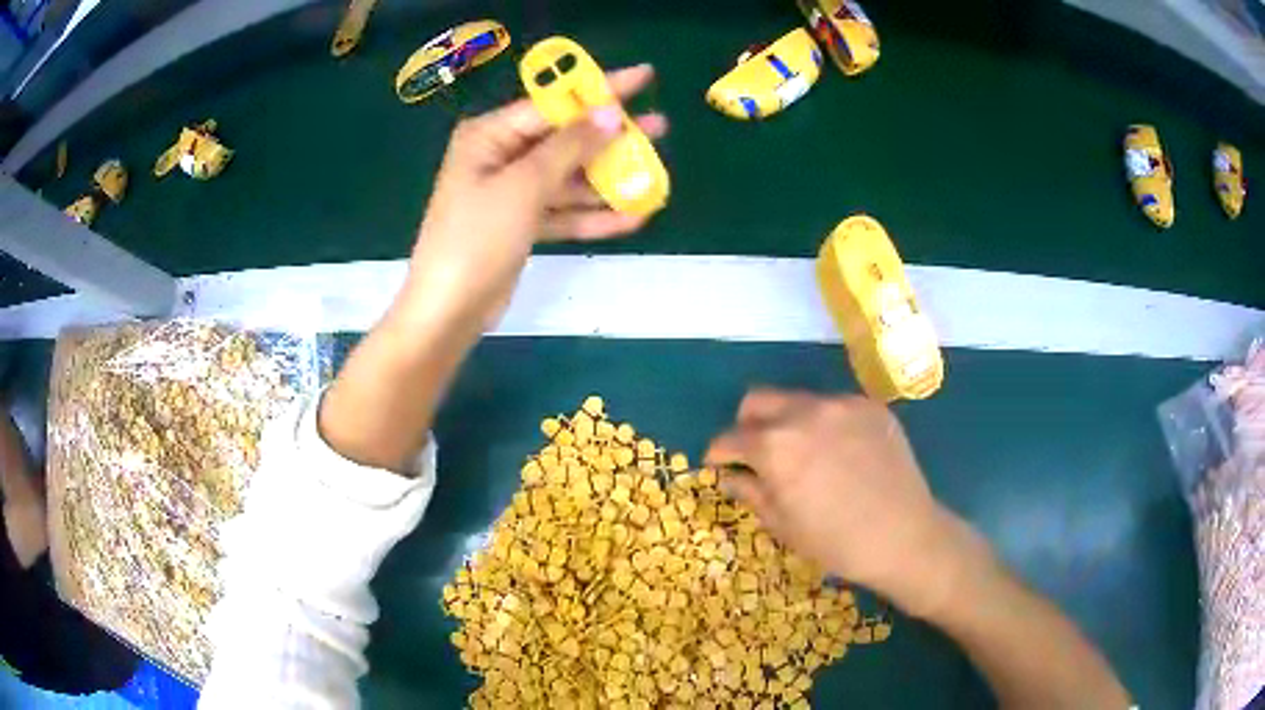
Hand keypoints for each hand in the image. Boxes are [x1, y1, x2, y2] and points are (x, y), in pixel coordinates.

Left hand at [404, 64, 666, 329]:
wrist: (449, 311)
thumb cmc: (477, 238)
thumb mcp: (524, 186)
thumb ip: (569, 148)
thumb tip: (610, 114)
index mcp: (490, 135)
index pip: (553, 104)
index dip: (600, 90)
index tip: (643, 76)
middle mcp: (500, 156)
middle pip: (565, 139)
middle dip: (610, 138)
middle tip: (660, 128)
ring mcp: (511, 192)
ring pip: (568, 177)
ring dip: (607, 180)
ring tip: (654, 177)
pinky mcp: (521, 224)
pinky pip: (563, 210)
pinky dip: (592, 214)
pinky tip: (632, 217)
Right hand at [704, 389, 979, 616]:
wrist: (904, 536)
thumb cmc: (836, 542)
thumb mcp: (783, 524)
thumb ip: (750, 491)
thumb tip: (729, 475)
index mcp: (775, 446)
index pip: (730, 438)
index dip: (718, 454)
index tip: (719, 466)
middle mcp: (804, 412)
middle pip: (757, 400)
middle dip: (747, 425)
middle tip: (756, 454)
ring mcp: (841, 404)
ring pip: (797, 400)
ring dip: (787, 422)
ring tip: (804, 455)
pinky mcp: (870, 407)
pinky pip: (834, 407)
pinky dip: (825, 424)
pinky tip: (840, 454)